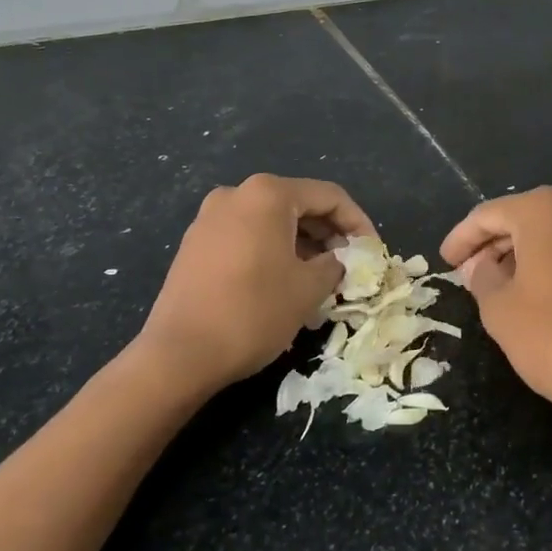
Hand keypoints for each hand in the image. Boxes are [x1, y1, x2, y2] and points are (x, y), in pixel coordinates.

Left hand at [136, 175, 375, 397]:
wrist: (178, 356)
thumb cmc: (253, 312)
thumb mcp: (309, 288)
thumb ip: (335, 265)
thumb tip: (337, 261)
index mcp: (268, 194)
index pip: (329, 197)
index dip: (358, 222)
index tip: (373, 251)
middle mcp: (237, 194)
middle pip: (298, 204)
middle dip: (329, 233)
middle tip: (349, 263)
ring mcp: (210, 218)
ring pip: (272, 221)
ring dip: (302, 243)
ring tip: (320, 276)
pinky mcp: (195, 245)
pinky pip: (247, 236)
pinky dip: (273, 250)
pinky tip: (284, 281)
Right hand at [440, 186, 551, 407]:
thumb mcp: (499, 308)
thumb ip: (481, 277)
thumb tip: (479, 266)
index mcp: (542, 210)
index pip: (488, 215)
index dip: (462, 238)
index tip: (444, 261)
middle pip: (520, 219)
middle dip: (490, 244)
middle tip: (465, 272)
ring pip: (546, 234)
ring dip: (517, 254)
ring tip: (493, 283)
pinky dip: (545, 262)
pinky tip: (529, 290)